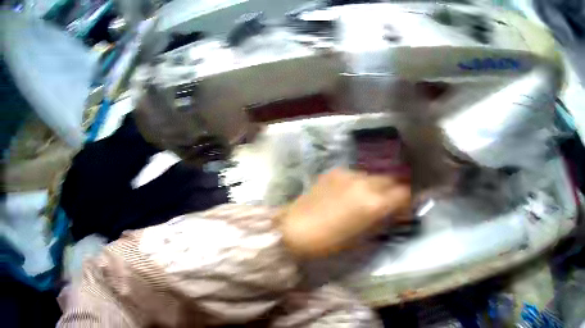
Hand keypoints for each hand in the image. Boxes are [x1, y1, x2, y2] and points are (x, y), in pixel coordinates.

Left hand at [278, 168, 410, 258]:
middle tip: (389, 204)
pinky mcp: (335, 171)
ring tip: (368, 199)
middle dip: (394, 191)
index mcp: (374, 203)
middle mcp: (366, 183)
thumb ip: (382, 221)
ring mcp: (349, 174)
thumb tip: (394, 214)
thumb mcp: (361, 238)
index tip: (403, 210)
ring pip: (374, 176)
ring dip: (377, 186)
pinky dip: (359, 183)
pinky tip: (348, 194)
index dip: (407, 202)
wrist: (293, 229)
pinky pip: (356, 175)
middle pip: (392, 180)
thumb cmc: (329, 242)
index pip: (404, 194)